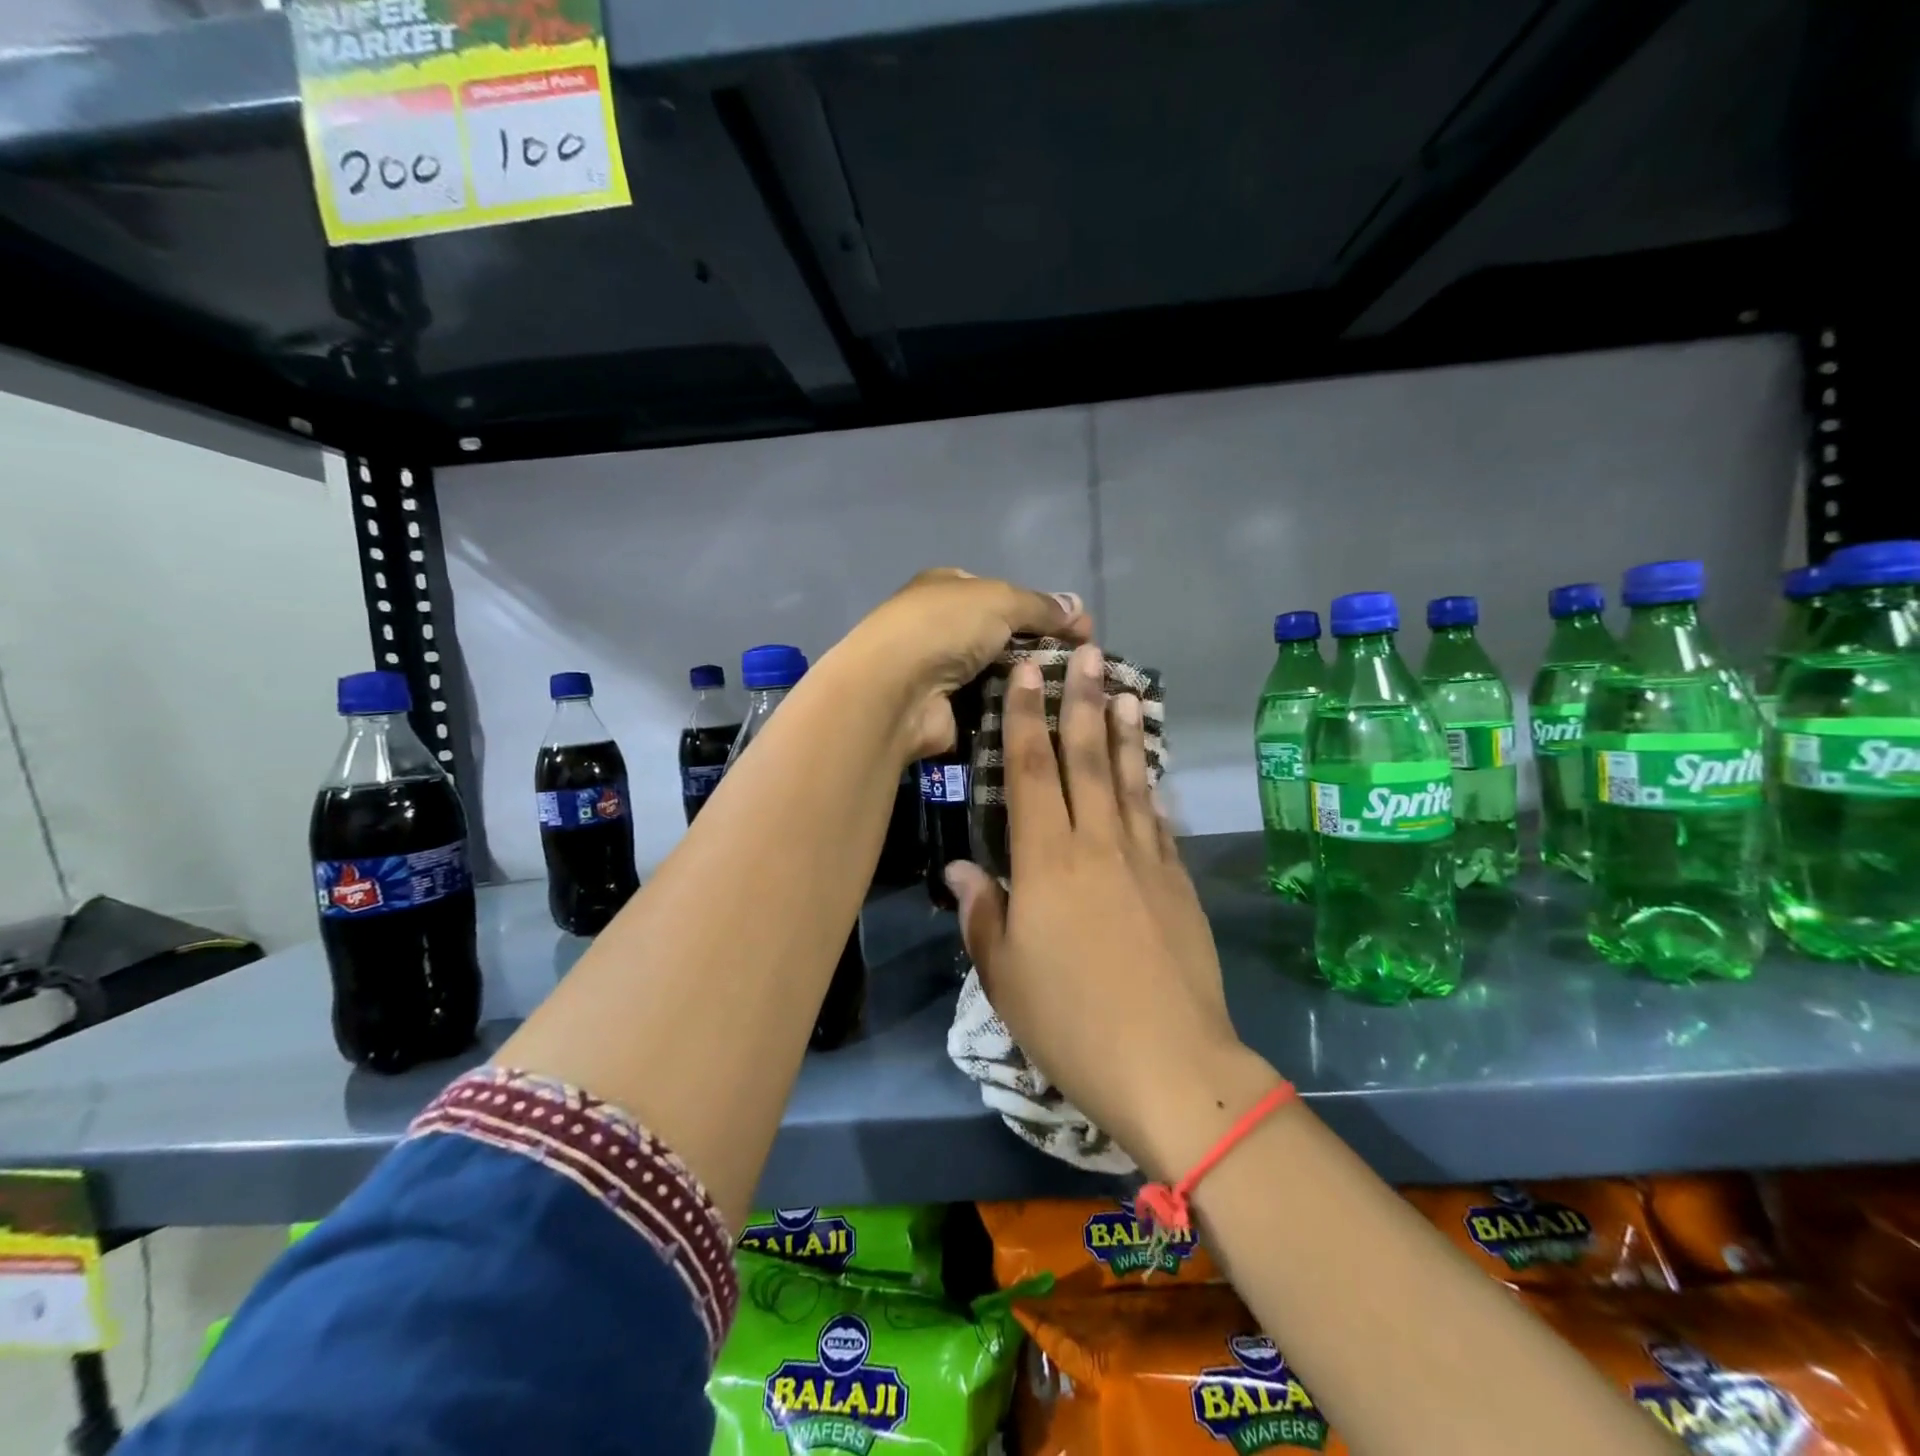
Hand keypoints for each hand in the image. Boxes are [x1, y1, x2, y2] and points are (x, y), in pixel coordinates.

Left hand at [826, 568, 1091, 759]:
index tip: (1081, 631)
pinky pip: (991, 707)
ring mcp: (943, 672)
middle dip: (1040, 648)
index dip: (1042, 610)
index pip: (1003, 595)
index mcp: (947, 588)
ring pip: (1000, 674)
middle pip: (1004, 636)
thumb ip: (1040, 606)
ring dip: (1030, 682)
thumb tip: (1079, 609)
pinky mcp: (947, 711)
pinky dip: (1014, 710)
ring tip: (1076, 693)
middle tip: (1084, 665)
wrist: (896, 691)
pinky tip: (1048, 716)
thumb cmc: (945, 628)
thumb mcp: (1000, 600)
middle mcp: (943, 627)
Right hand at [945, 643, 1279, 1178]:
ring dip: (1124, 730)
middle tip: (1084, 651)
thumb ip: (984, 912)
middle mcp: (1098, 844)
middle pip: (1087, 757)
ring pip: (1130, 779)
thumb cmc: (1071, 1022)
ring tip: (1122, 688)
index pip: (1032, 771)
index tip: (1027, 671)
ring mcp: (1146, 859)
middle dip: (1080, 701)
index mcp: (1048, 861)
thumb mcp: (1005, 975)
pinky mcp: (1178, 881)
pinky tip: (1150, 770)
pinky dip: (1151, 787)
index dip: (1025, 717)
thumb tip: (962, 866)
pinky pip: (1158, 820)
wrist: (1171, 1063)